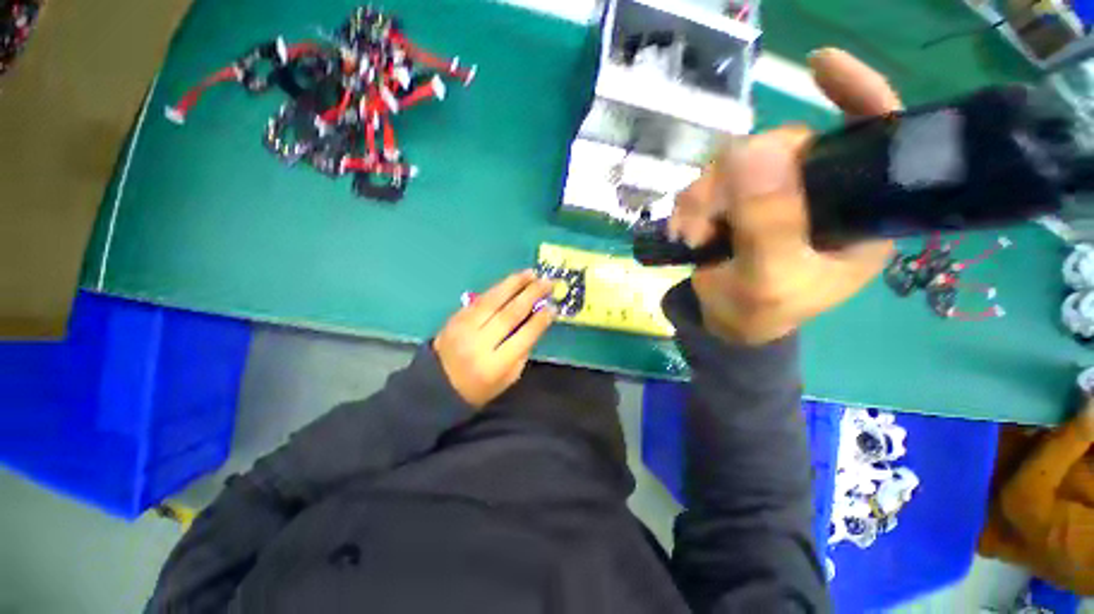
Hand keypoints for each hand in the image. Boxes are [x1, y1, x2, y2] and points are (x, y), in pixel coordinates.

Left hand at [434, 271, 555, 406]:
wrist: (438, 384)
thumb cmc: (481, 386)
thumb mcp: (509, 377)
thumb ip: (523, 350)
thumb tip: (536, 321)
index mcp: (495, 365)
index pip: (523, 337)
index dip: (539, 321)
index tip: (552, 307)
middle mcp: (479, 343)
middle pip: (509, 314)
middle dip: (531, 295)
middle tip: (547, 283)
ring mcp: (464, 328)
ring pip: (493, 301)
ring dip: (514, 284)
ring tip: (531, 273)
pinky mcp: (456, 317)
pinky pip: (481, 299)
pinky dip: (498, 288)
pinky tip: (512, 280)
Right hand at [668, 48, 901, 344]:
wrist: (724, 325)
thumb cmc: (759, 314)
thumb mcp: (768, 281)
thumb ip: (768, 224)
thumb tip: (752, 149)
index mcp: (855, 213)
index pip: (873, 139)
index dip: (854, 95)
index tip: (819, 67)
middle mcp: (819, 193)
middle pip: (783, 148)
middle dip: (732, 181)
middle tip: (701, 224)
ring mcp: (774, 195)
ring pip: (736, 163)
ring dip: (702, 197)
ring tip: (689, 235)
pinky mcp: (739, 202)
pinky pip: (711, 182)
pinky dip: (691, 203)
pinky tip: (684, 230)